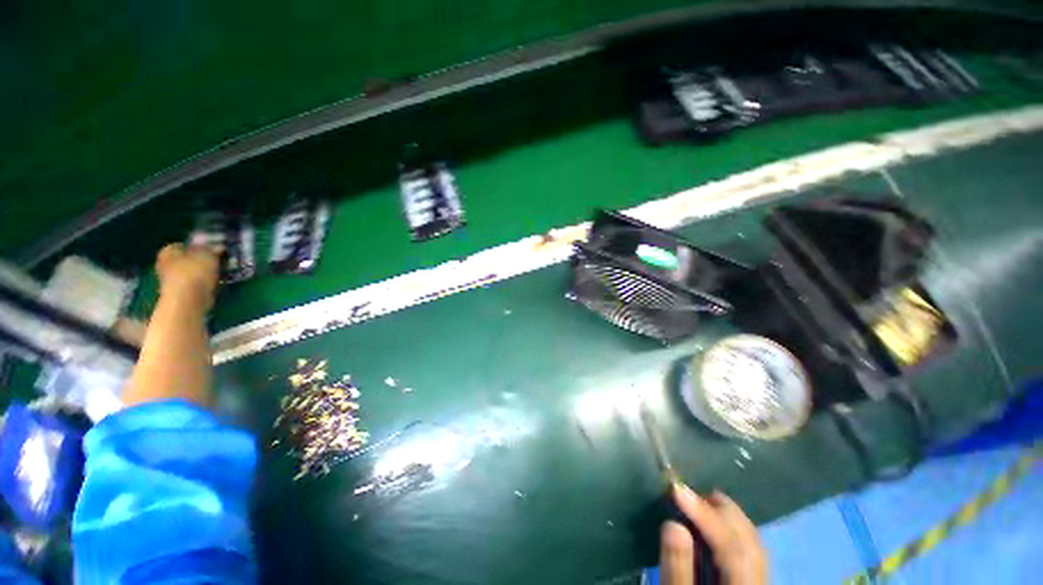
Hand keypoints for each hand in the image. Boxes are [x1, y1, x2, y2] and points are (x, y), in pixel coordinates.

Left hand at [155, 244, 220, 309]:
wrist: (187, 300)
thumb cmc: (194, 272)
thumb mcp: (207, 254)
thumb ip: (211, 248)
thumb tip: (217, 246)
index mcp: (169, 251)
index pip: (183, 245)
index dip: (198, 246)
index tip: (213, 250)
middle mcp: (166, 264)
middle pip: (187, 259)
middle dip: (201, 260)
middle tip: (219, 261)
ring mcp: (172, 281)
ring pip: (192, 273)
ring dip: (204, 273)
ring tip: (221, 273)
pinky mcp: (181, 294)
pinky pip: (196, 285)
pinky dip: (205, 284)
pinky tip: (216, 284)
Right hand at [660, 484, 765, 584]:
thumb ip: (677, 569)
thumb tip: (673, 523)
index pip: (731, 549)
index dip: (704, 514)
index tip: (676, 489)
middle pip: (751, 544)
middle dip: (722, 511)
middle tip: (689, 491)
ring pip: (754, 547)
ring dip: (728, 519)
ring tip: (700, 502)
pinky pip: (749, 554)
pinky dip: (731, 533)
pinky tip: (713, 528)